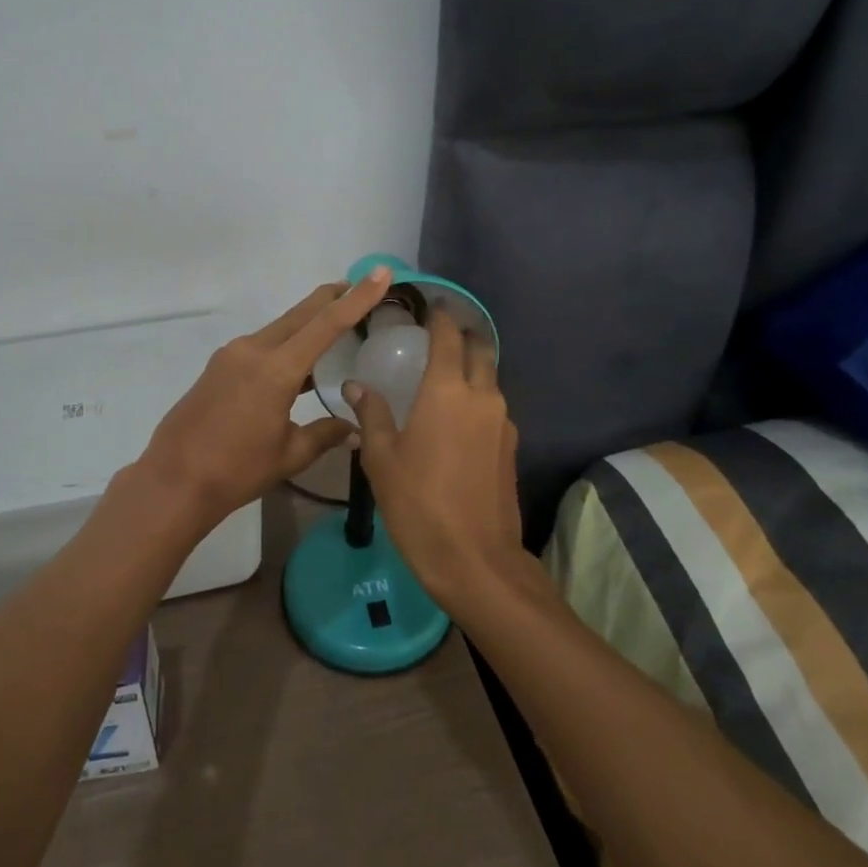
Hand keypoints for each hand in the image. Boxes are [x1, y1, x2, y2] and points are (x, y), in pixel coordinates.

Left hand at [131, 269, 391, 530]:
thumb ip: (325, 434)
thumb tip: (355, 428)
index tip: (380, 273)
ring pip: (280, 328)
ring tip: (334, 320)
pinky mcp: (219, 366)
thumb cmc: (236, 471)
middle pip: (301, 314)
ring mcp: (232, 355)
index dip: (357, 298)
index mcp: (276, 369)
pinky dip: (286, 342)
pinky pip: (261, 344)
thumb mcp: (289, 455)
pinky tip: (297, 362)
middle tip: (359, 284)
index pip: (327, 324)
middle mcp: (253, 350)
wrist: (174, 481)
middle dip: (331, 297)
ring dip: (307, 321)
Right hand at [345, 309, 523, 612]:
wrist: (475, 561)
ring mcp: (503, 422)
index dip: (440, 316)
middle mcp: (482, 396)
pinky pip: (493, 408)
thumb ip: (371, 415)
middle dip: (463, 336)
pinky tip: (455, 419)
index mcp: (447, 391)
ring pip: (490, 380)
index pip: (448, 335)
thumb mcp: (381, 459)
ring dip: (471, 370)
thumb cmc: (418, 503)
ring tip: (442, 379)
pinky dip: (477, 400)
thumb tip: (356, 386)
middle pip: (480, 350)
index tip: (429, 305)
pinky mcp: (511, 448)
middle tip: (438, 337)